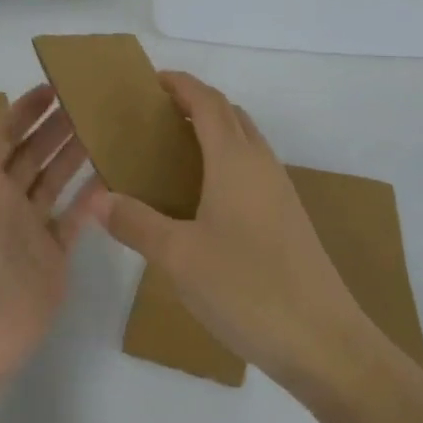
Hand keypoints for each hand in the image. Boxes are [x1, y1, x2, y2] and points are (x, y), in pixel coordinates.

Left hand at [0, 65, 93, 393]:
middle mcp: (1, 196)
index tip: (60, 82)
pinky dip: (93, 198)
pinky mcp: (52, 257)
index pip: (5, 129)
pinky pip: (76, 219)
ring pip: (57, 179)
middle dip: (60, 124)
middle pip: (36, 150)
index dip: (29, 106)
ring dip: (79, 153)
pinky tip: (115, 176)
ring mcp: (28, 227)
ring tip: (110, 127)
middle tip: (96, 99)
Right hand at [86, 71, 369, 389]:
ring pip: (245, 142)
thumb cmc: (247, 288)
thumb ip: (136, 224)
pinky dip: (226, 162)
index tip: (152, 80)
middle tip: (155, 117)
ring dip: (213, 133)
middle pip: (230, 115)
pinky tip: (204, 199)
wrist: (325, 343)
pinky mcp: (289, 219)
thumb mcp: (179, 257)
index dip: (181, 85)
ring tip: (173, 153)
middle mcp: (261, 165)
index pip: (207, 102)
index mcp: (235, 160)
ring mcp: (281, 192)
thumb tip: (98, 199)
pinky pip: (253, 170)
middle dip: (195, 104)